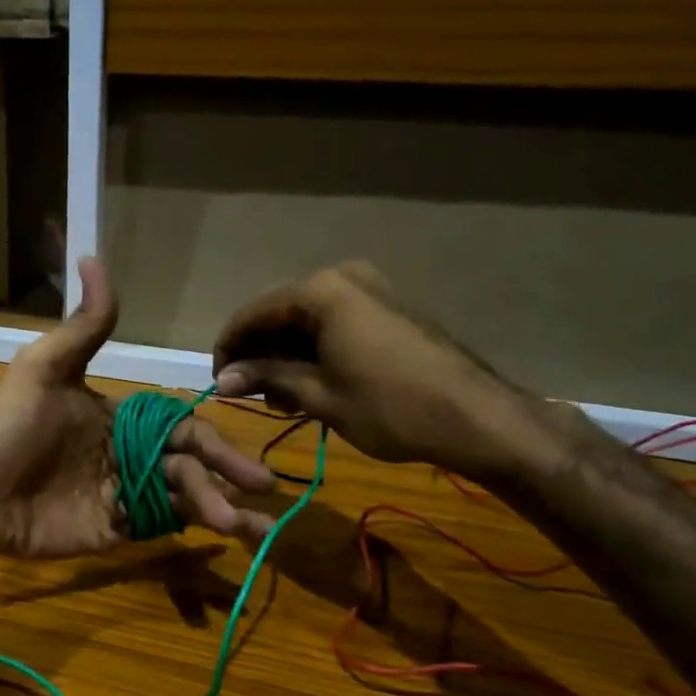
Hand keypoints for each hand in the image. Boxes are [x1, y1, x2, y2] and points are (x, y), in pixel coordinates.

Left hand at [0, 258, 274, 557]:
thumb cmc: (8, 427)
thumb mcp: (44, 369)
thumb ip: (82, 326)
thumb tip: (93, 256)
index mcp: (123, 417)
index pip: (180, 427)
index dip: (213, 442)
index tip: (244, 460)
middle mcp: (130, 454)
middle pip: (189, 464)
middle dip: (226, 476)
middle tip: (263, 489)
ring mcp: (123, 493)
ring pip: (182, 497)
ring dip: (218, 509)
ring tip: (250, 528)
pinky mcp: (113, 528)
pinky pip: (159, 526)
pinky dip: (191, 531)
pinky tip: (223, 540)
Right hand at [212, 262, 552, 480]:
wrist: (476, 417)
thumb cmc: (389, 407)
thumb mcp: (320, 395)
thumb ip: (267, 378)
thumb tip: (223, 379)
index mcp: (321, 292)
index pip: (254, 313)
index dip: (229, 348)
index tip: (219, 382)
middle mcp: (343, 278)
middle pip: (281, 313)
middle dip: (260, 353)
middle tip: (252, 395)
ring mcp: (371, 290)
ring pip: (308, 320)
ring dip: (287, 355)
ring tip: (283, 398)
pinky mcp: (389, 309)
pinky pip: (336, 323)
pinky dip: (316, 351)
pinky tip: (312, 384)